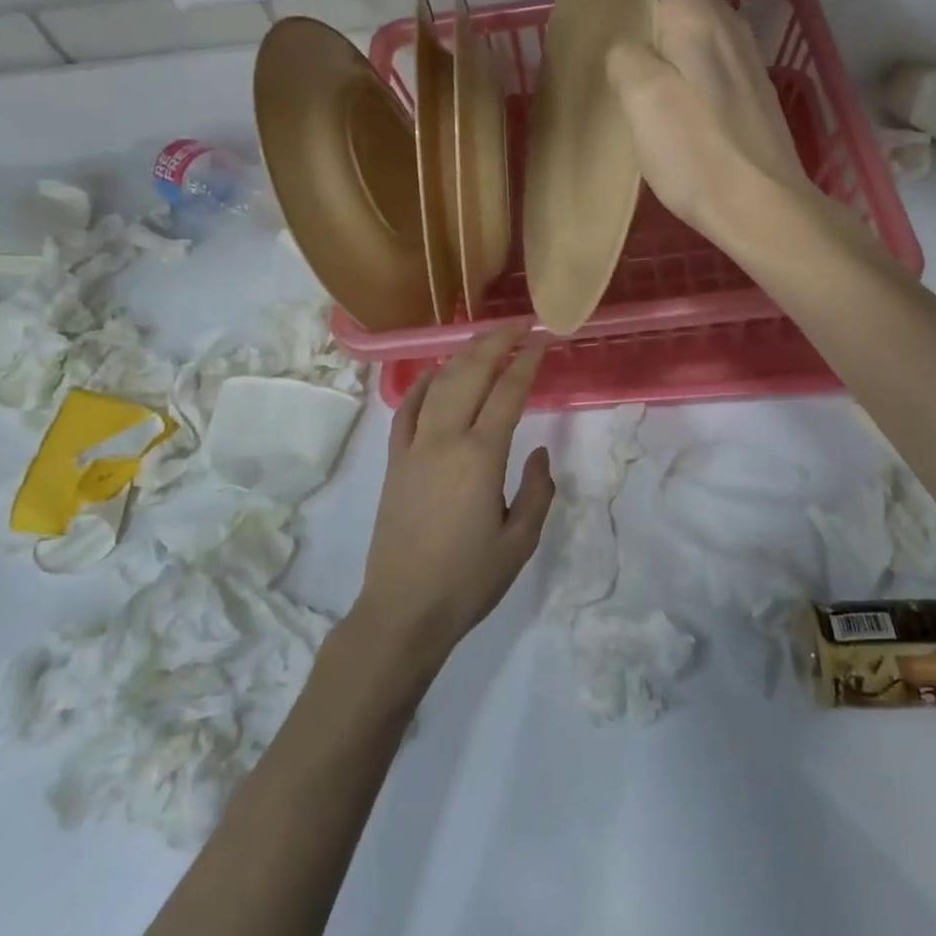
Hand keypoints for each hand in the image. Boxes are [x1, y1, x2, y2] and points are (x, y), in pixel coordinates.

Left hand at [354, 327, 554, 666]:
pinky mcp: (393, 460)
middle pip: (470, 374)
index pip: (508, 393)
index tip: (542, 340)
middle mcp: (444, 440)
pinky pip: (408, 409)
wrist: (403, 610)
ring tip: (484, 342)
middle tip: (517, 325)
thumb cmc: (468, 581)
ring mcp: (413, 447)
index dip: (527, 362)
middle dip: (495, 343)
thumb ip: (537, 491)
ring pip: (439, 384)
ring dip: (463, 357)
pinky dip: (424, 385)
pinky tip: (437, 376)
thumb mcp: (519, 542)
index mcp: (480, 457)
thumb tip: (538, 452)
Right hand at [606, 0, 819, 252]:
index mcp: (697, 20)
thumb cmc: (697, 151)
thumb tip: (627, 44)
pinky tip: (676, 49)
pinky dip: (689, 26)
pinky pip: (713, 36)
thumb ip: (625, 55)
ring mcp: (744, 58)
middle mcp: (727, 27)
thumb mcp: (642, 98)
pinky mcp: (749, 87)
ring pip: (706, 6)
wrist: (762, 205)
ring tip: (646, 0)